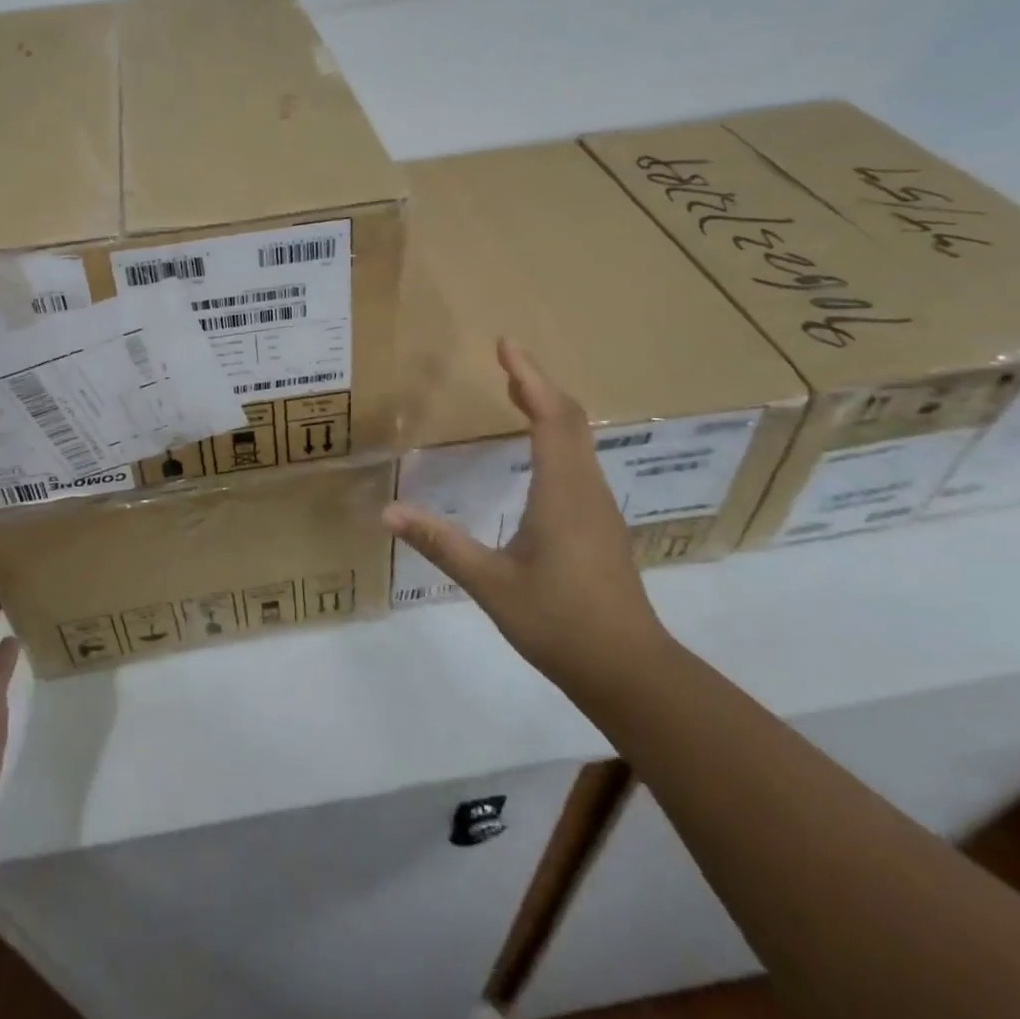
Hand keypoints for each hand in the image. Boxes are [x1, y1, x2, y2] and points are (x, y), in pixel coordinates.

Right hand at [383, 338, 672, 701]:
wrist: (631, 673)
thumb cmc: (561, 624)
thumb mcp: (491, 584)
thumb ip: (441, 543)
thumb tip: (387, 512)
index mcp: (563, 492)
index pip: (551, 416)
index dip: (529, 377)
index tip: (506, 345)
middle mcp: (586, 490)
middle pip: (570, 420)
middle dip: (538, 385)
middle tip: (506, 363)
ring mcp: (599, 509)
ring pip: (579, 441)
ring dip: (549, 410)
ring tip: (517, 394)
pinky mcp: (601, 528)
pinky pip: (579, 463)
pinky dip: (556, 438)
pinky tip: (538, 456)